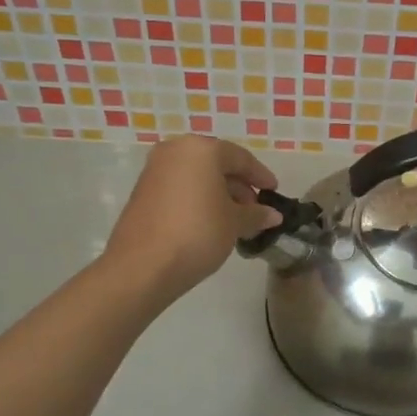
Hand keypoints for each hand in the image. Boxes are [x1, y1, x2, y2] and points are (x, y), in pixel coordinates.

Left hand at [104, 136, 281, 302]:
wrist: (143, 266)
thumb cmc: (198, 233)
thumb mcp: (235, 223)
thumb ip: (256, 214)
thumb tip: (273, 215)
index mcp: (201, 149)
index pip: (240, 158)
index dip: (261, 176)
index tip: (274, 191)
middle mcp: (175, 151)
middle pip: (216, 164)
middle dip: (238, 186)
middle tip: (255, 210)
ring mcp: (155, 170)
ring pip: (197, 177)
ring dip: (219, 194)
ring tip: (235, 221)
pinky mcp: (142, 192)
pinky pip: (180, 188)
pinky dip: (198, 200)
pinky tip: (210, 223)